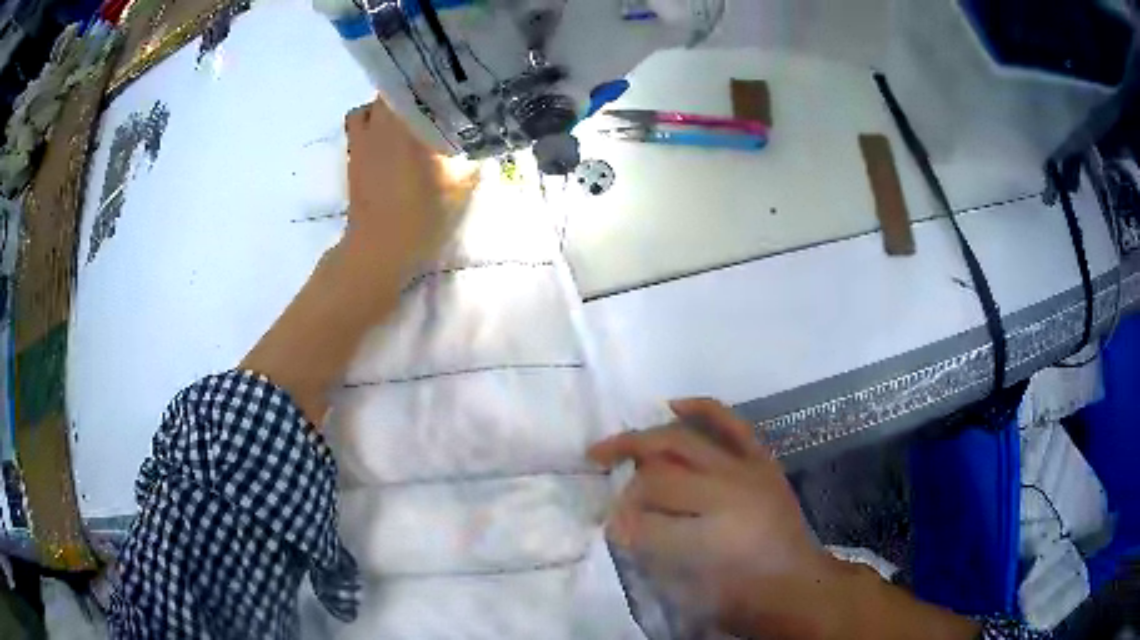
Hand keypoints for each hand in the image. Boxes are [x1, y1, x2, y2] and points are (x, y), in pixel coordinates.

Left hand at [342, 96, 477, 279]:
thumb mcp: (461, 187)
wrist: (378, 248)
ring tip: (407, 116)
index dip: (436, 79)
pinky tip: (387, 136)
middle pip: (393, 89)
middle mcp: (381, 125)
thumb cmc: (421, 216)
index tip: (453, 81)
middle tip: (434, 98)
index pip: (419, 85)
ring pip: (371, 104)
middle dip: (412, 89)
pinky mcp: (352, 155)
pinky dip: (371, 121)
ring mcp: (361, 139)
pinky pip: (358, 122)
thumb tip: (483, 135)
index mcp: (409, 126)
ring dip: (388, 105)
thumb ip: (473, 157)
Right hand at [589, 399, 838, 638]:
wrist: (794, 583)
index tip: (608, 523)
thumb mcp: (690, 588)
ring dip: (646, 439)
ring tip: (618, 444)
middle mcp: (727, 493)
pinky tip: (674, 405)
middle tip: (599, 477)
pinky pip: (732, 423)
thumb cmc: (740, 594)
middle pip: (660, 473)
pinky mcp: (762, 460)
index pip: (646, 515)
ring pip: (684, 441)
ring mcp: (746, 470)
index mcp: (709, 535)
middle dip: (627, 480)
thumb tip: (618, 522)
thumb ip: (653, 549)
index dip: (621, 519)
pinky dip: (703, 409)